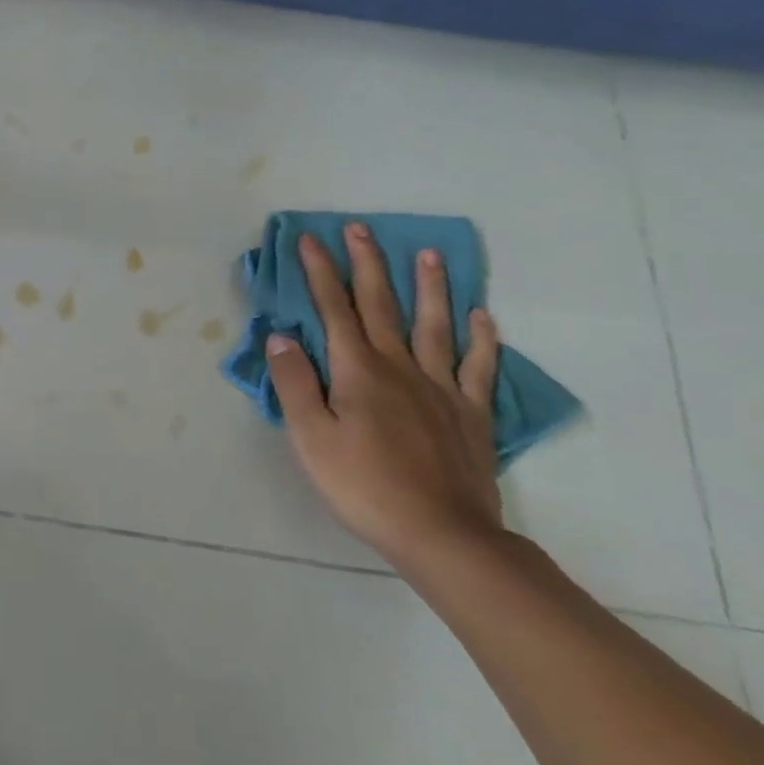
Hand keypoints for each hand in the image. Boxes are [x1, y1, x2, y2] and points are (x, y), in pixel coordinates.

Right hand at [265, 224, 503, 571]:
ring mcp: (441, 388)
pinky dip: (481, 339)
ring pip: (434, 326)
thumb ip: (295, 382)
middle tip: (360, 229)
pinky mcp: (471, 414)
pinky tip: (483, 317)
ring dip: (429, 287)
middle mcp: (400, 367)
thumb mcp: (310, 437)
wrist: (443, 535)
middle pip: (382, 305)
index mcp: (358, 371)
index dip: (319, 272)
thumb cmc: (363, 485)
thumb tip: (281, 336)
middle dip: (367, 264)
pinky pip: (477, 367)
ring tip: (429, 254)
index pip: (334, 309)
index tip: (309, 240)